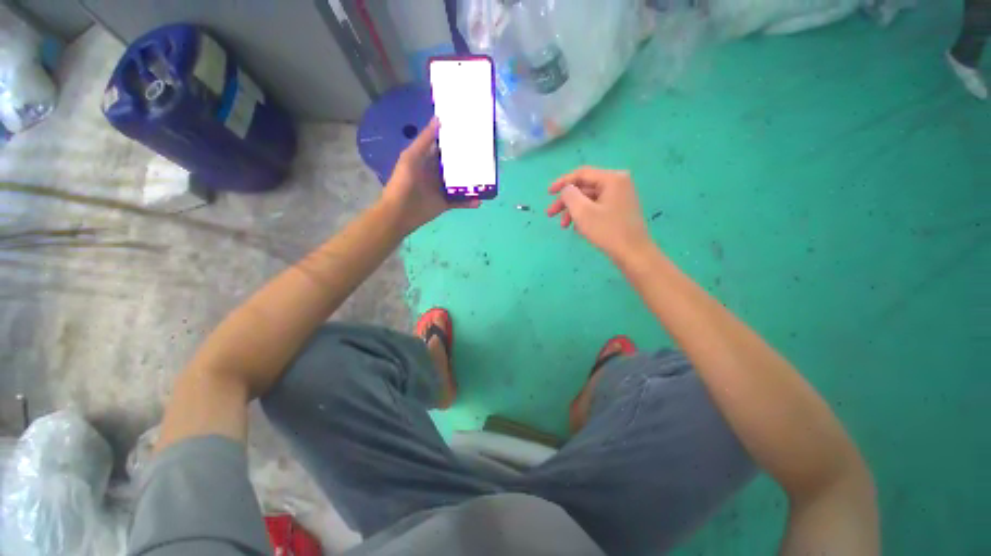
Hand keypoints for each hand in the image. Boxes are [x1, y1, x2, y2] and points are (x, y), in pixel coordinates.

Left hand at [381, 118, 478, 234]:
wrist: (400, 213)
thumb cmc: (403, 183)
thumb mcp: (411, 157)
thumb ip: (425, 140)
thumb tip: (439, 119)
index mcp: (426, 159)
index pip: (443, 146)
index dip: (454, 139)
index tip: (470, 131)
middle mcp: (435, 173)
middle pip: (454, 165)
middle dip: (468, 160)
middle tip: (486, 153)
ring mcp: (441, 189)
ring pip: (460, 183)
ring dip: (472, 181)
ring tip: (487, 177)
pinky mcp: (445, 203)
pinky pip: (460, 201)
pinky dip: (470, 201)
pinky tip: (480, 200)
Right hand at [546, 167, 652, 260]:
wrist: (633, 254)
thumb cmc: (608, 231)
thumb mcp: (583, 212)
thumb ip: (570, 195)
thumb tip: (566, 189)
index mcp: (612, 179)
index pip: (582, 174)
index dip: (562, 182)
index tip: (548, 193)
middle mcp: (618, 184)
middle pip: (584, 188)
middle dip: (566, 201)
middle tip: (550, 214)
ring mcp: (620, 198)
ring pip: (589, 199)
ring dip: (573, 211)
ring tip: (563, 226)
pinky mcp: (619, 210)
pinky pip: (596, 208)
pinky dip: (584, 216)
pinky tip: (577, 228)